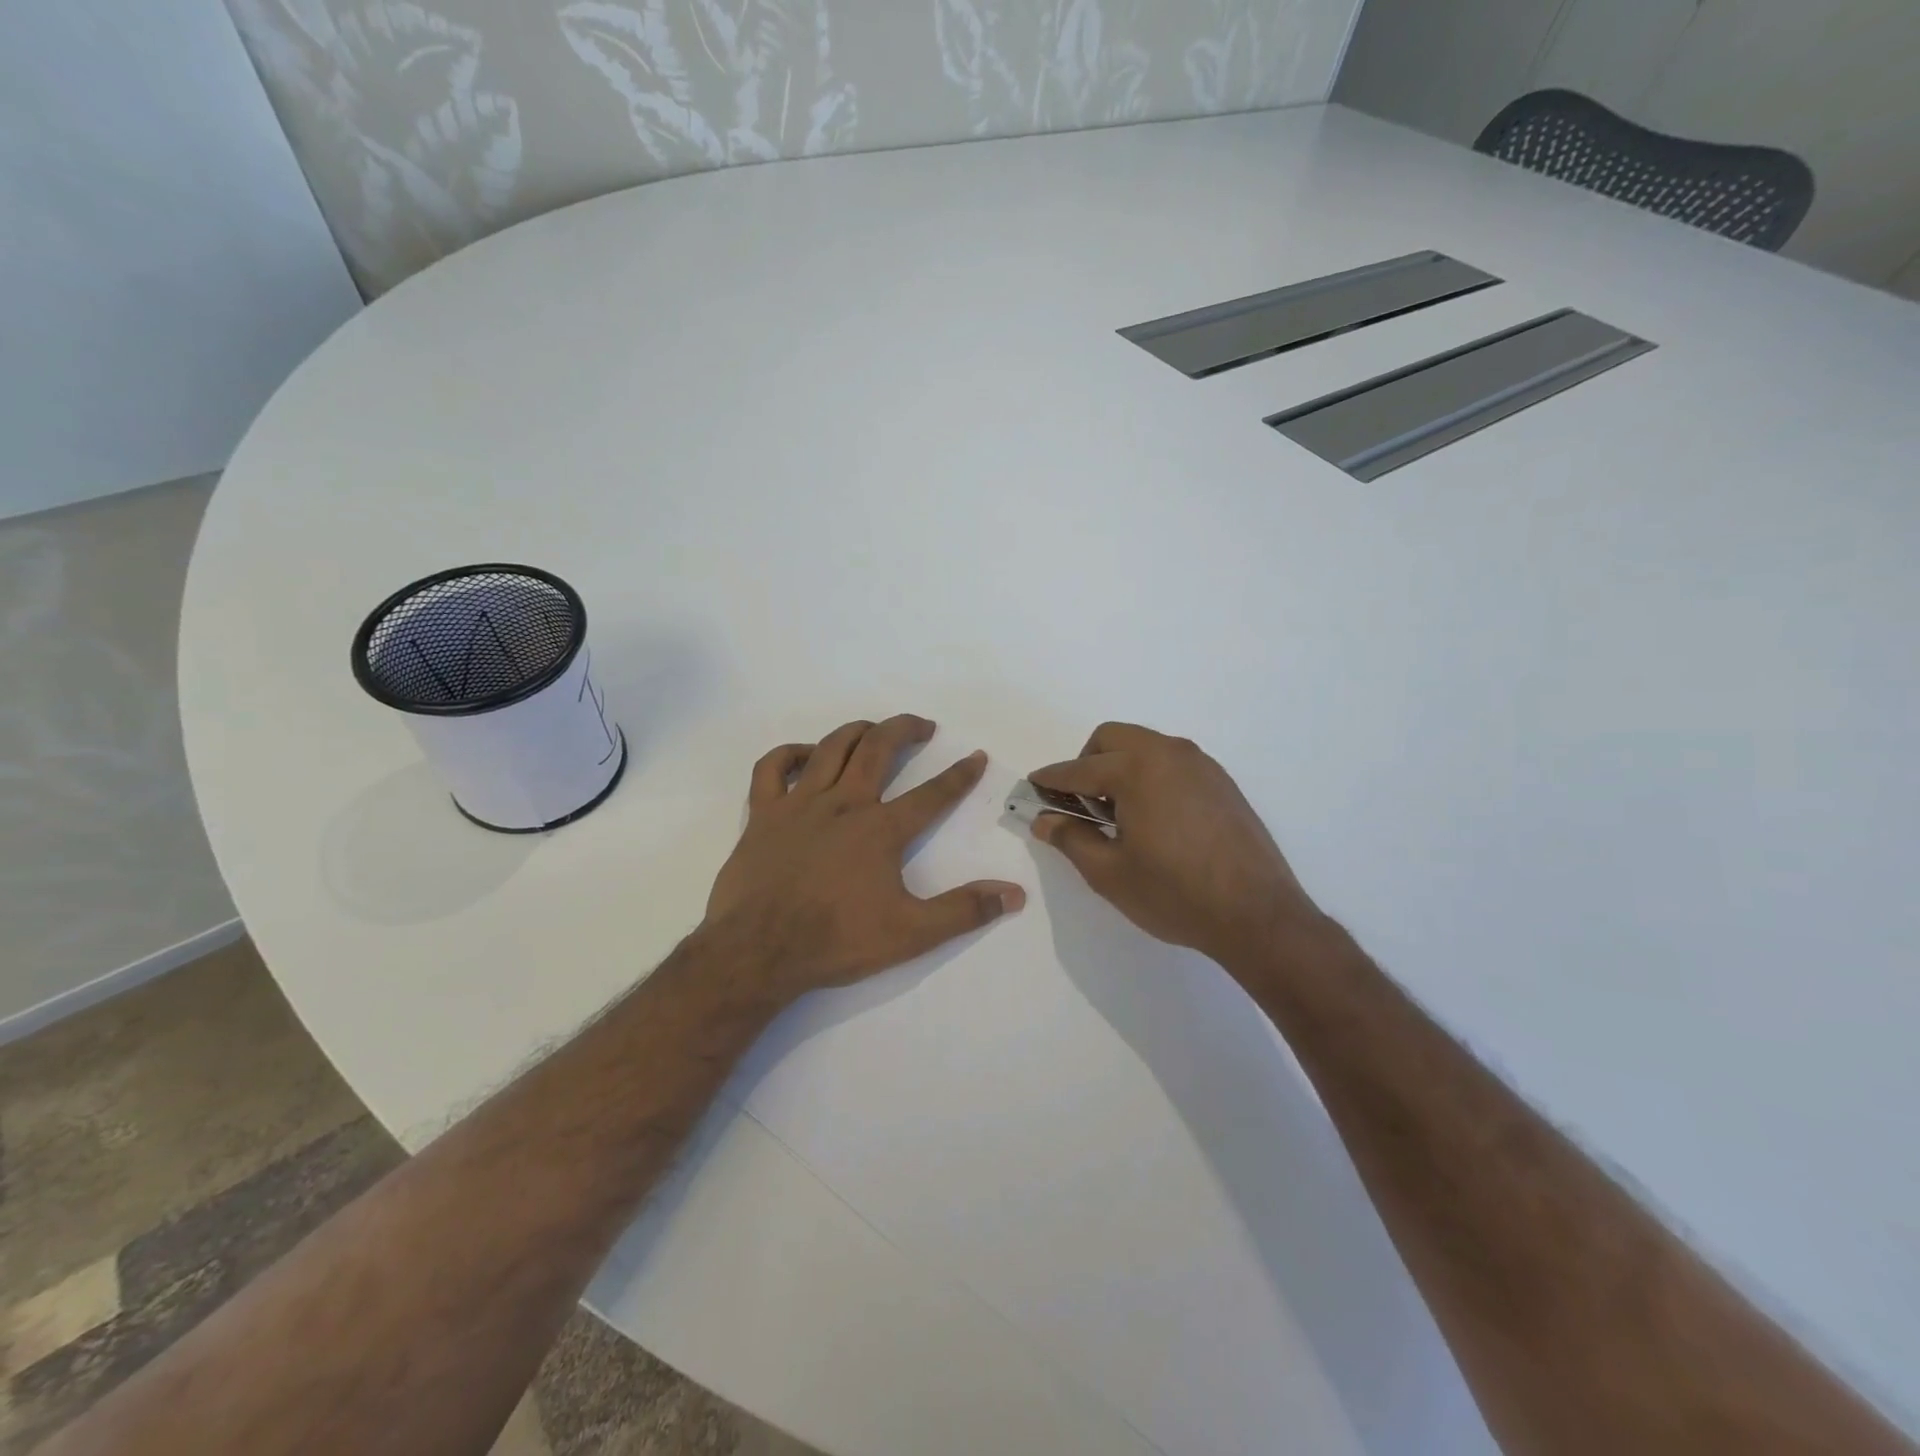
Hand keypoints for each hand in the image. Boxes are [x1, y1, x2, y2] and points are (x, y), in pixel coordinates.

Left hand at [704, 715, 1024, 1001]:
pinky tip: (804, 756)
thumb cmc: (836, 942)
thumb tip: (1014, 894)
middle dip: (905, 730)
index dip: (959, 774)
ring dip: (856, 731)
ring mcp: (798, 805)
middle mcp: (842, 804)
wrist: (758, 953)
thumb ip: (964, 911)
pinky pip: (771, 768)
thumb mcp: (911, 933)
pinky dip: (789, 754)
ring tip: (874, 729)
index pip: (932, 794)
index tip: (976, 755)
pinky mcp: (762, 815)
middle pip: (878, 749)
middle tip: (924, 726)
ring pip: (830, 748)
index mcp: (880, 830)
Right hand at [1028, 722, 1320, 967]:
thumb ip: (1071, 838)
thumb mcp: (1110, 873)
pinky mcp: (1222, 782)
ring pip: (1145, 747)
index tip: (1032, 787)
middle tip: (1080, 805)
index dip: (1050, 780)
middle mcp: (1169, 753)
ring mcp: (1201, 765)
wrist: (1258, 915)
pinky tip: (1154, 819)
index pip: (1079, 769)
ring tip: (1118, 815)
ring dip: (1120, 767)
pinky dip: (1150, 776)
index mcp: (1137, 769)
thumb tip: (1044, 819)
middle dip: (1086, 763)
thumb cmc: (1175, 894)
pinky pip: (1172, 763)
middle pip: (1112, 739)